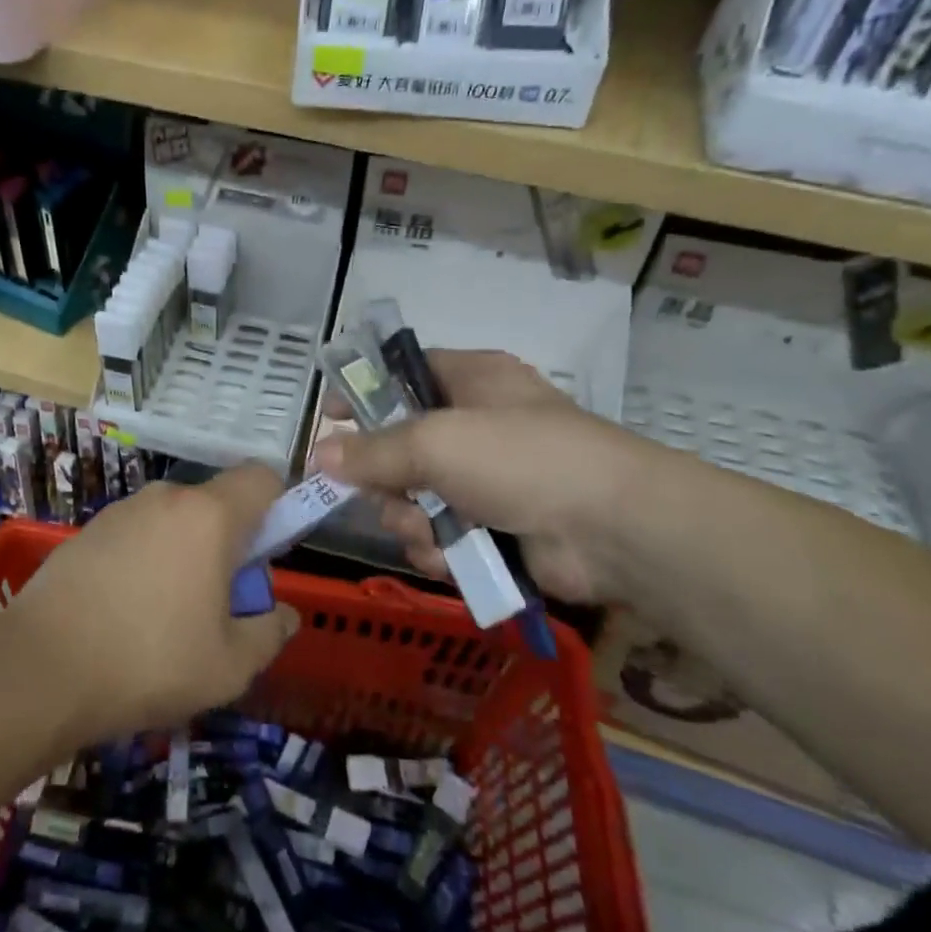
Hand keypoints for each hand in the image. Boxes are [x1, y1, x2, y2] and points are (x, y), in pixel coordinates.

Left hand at [2, 464, 300, 740]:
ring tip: (165, 617)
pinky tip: (124, 612)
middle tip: (217, 604)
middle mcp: (166, 497)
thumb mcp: (229, 666)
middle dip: (228, 544)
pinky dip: (145, 560)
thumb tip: (284, 616)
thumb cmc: (150, 662)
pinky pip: (137, 534)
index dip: (277, 508)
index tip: (265, 559)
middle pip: (216, 504)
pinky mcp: (87, 530)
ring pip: (174, 521)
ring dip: (184, 554)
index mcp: (209, 516)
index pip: (262, 477)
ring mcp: (121, 510)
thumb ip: (269, 633)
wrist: (41, 669)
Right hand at [314, 349, 652, 604]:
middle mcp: (476, 424)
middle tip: (385, 491)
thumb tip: (318, 454)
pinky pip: (441, 536)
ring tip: (429, 529)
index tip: (330, 417)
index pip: (402, 374)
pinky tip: (449, 557)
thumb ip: (372, 450)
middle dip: (386, 478)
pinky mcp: (495, 529)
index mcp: (471, 379)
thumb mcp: (436, 442)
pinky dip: (438, 549)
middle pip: (400, 446)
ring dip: (410, 519)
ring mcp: (487, 480)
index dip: (364, 393)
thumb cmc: (521, 459)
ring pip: (415, 498)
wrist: (612, 530)